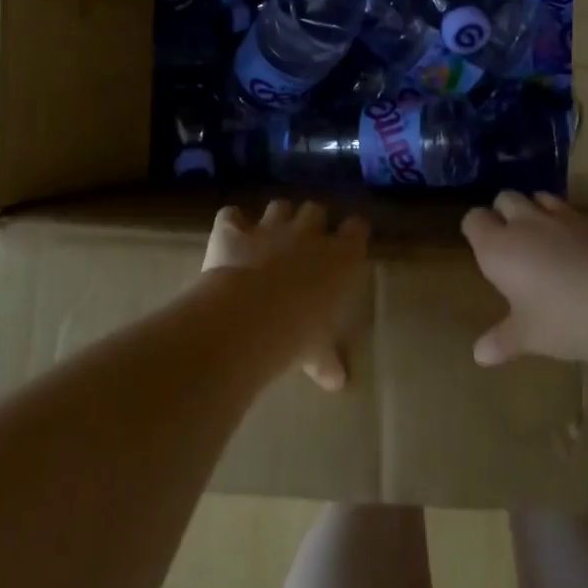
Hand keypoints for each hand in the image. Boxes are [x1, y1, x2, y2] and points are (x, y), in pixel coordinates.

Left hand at [204, 200, 369, 390]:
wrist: (249, 317)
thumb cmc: (299, 334)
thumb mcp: (319, 352)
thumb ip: (328, 360)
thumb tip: (338, 381)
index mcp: (341, 256)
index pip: (357, 228)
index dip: (352, 233)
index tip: (350, 243)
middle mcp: (308, 233)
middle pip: (316, 209)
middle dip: (312, 221)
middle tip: (307, 242)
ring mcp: (269, 228)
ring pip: (279, 205)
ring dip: (276, 217)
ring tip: (271, 235)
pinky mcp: (233, 231)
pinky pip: (231, 215)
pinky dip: (231, 222)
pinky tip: (230, 235)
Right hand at [462, 191, 587, 365]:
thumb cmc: (563, 320)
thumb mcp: (528, 337)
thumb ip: (502, 341)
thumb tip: (479, 356)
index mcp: (500, 248)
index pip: (474, 219)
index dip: (477, 228)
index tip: (482, 244)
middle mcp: (528, 223)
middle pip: (506, 198)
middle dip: (506, 211)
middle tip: (514, 238)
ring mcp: (568, 216)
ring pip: (545, 198)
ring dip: (541, 211)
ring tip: (550, 237)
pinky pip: (587, 216)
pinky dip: (584, 229)